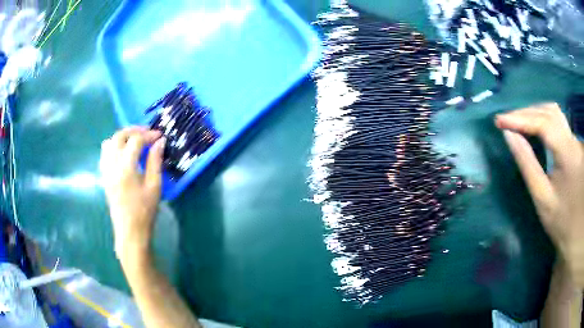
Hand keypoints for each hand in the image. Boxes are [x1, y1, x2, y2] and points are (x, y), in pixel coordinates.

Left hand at [100, 127, 164, 264]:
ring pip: (109, 142)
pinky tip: (123, 154)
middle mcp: (112, 165)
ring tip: (134, 141)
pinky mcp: (104, 176)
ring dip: (122, 137)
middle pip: (119, 136)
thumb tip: (159, 142)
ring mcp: (106, 170)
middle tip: (147, 133)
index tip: (160, 136)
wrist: (130, 232)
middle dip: (134, 130)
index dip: (149, 135)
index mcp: (126, 168)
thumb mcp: (154, 186)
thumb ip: (155, 161)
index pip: (135, 141)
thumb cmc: (144, 211)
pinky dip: (114, 147)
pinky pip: (105, 154)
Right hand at [495, 103, 583, 288]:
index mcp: (568, 154)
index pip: (543, 123)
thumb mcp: (542, 197)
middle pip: (549, 112)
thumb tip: (509, 135)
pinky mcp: (574, 144)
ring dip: (535, 112)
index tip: (500, 121)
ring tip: (518, 121)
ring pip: (554, 112)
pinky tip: (535, 126)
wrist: (575, 231)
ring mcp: (575, 140)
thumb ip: (527, 164)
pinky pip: (558, 121)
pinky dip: (543, 118)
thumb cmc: (559, 221)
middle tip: (506, 121)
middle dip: (526, 113)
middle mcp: (573, 140)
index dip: (521, 118)